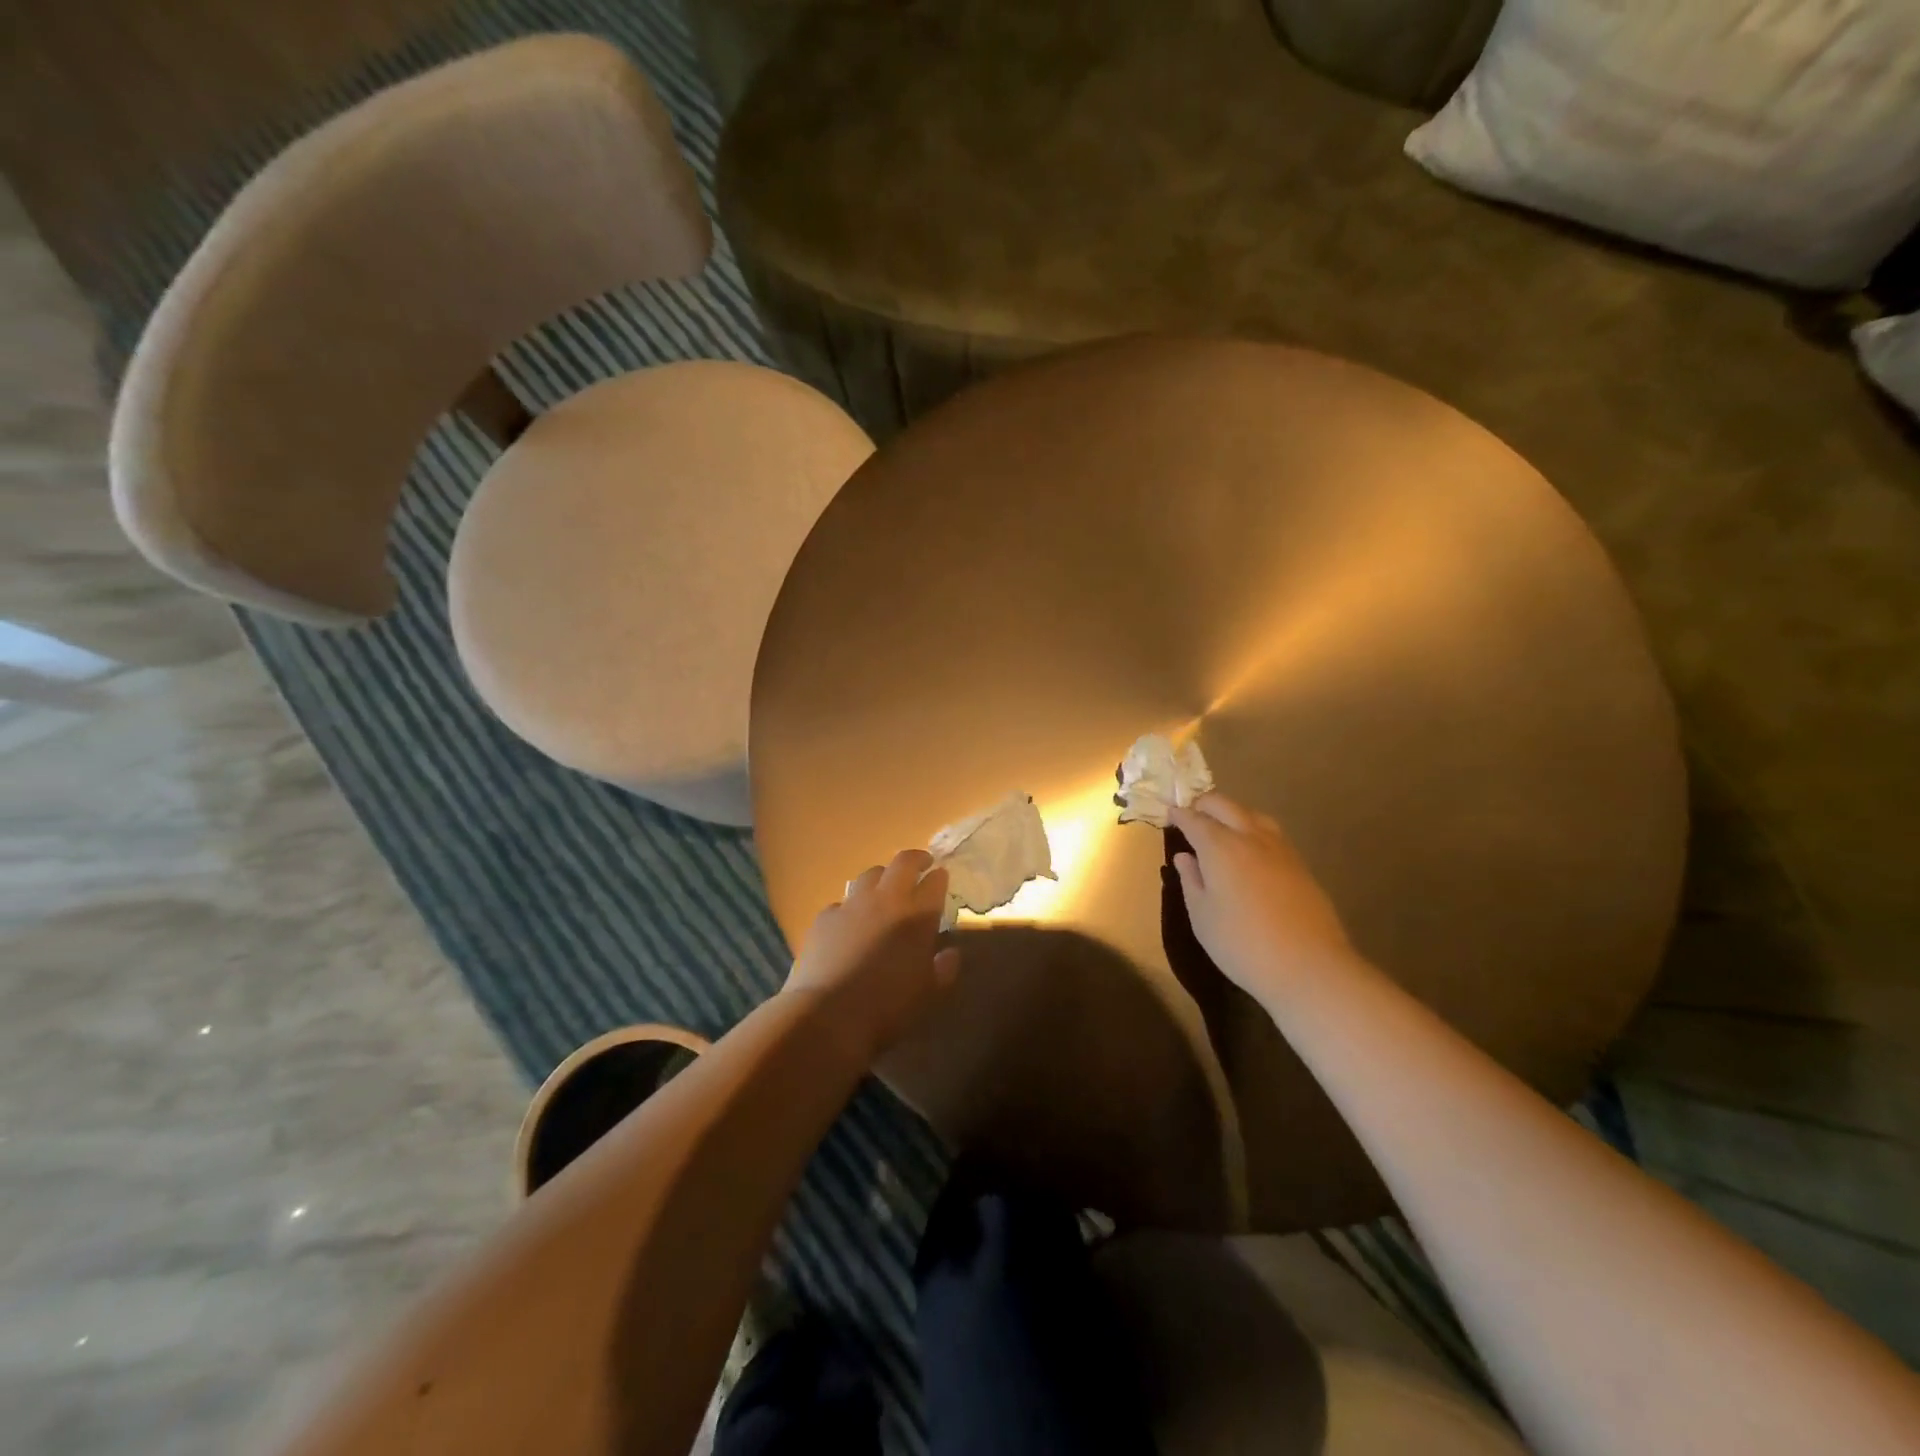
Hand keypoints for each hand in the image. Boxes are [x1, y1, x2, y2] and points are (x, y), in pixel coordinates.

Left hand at [784, 849, 960, 1059]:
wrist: (828, 1014)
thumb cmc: (888, 1007)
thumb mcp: (929, 994)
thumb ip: (944, 969)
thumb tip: (950, 953)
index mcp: (918, 916)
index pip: (935, 882)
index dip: (940, 877)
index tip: (942, 877)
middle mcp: (887, 899)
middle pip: (903, 862)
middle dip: (916, 859)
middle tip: (922, 864)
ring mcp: (852, 904)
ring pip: (871, 874)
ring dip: (883, 876)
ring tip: (885, 888)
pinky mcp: (825, 916)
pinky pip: (843, 902)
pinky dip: (852, 906)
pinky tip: (850, 921)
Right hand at [1168, 794, 1356, 1007]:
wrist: (1308, 967)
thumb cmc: (1242, 944)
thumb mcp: (1202, 916)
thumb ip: (1191, 881)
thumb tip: (1185, 857)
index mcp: (1220, 847)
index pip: (1194, 819)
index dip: (1179, 814)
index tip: (1168, 814)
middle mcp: (1250, 837)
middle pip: (1224, 805)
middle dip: (1204, 804)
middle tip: (1190, 814)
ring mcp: (1280, 848)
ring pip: (1251, 814)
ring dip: (1231, 813)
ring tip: (1220, 828)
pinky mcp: (1299, 864)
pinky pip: (1270, 833)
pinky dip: (1252, 829)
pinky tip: (1249, 850)